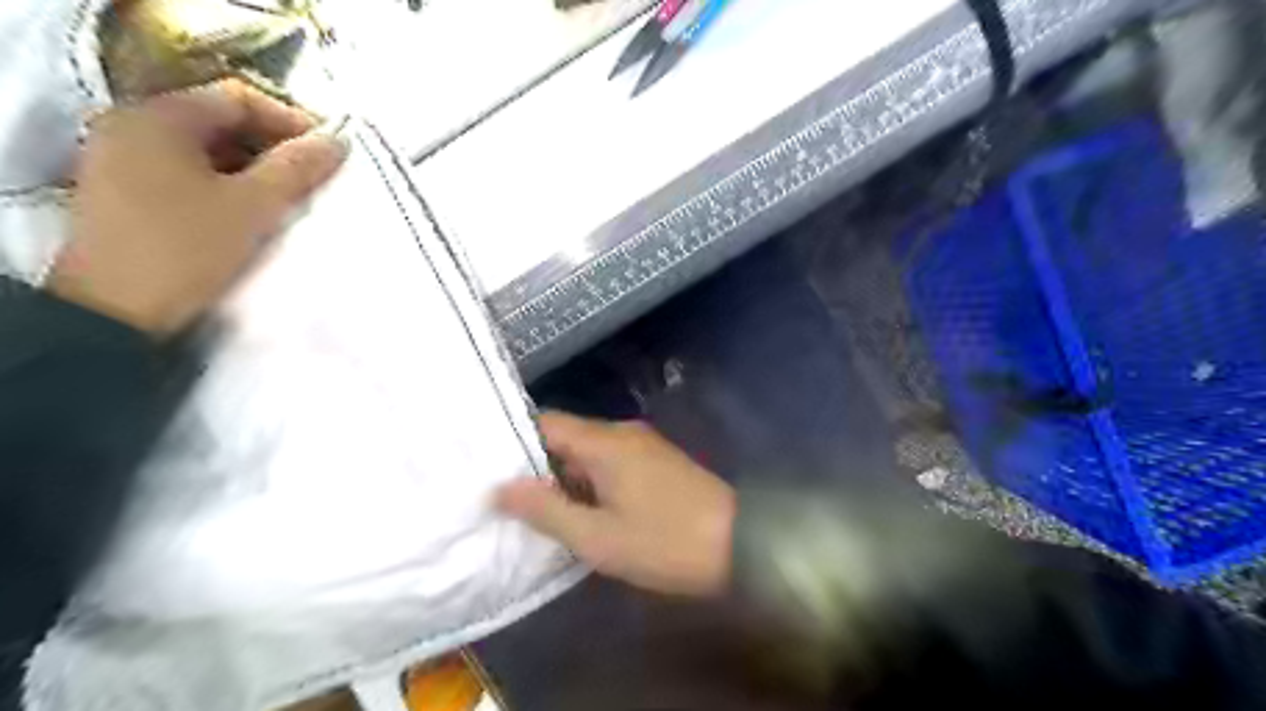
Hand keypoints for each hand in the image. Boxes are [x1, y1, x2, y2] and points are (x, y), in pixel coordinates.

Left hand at [46, 78, 345, 334]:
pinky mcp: (129, 194)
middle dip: (275, 148)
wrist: (119, 315)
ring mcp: (125, 162)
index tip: (330, 152)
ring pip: (210, 152)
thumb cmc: (188, 249)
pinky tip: (257, 213)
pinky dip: (230, 186)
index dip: (291, 120)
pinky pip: (192, 175)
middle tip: (316, 178)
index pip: (237, 98)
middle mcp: (133, 128)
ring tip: (293, 199)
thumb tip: (339, 141)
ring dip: (257, 170)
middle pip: (222, 123)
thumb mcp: (254, 206)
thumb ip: (298, 168)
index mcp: (156, 118)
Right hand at [497, 415, 739, 596]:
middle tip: (503, 498)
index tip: (484, 467)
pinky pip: (609, 463)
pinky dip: (588, 483)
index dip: (512, 442)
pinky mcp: (655, 463)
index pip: (545, 423)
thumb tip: (499, 488)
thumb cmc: (664, 542)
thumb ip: (546, 510)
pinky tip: (578, 512)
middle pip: (565, 438)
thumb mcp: (598, 537)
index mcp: (604, 441)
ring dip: (563, 479)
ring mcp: (642, 446)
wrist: (740, 544)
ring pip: (587, 453)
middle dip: (535, 466)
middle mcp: (621, 433)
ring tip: (532, 510)